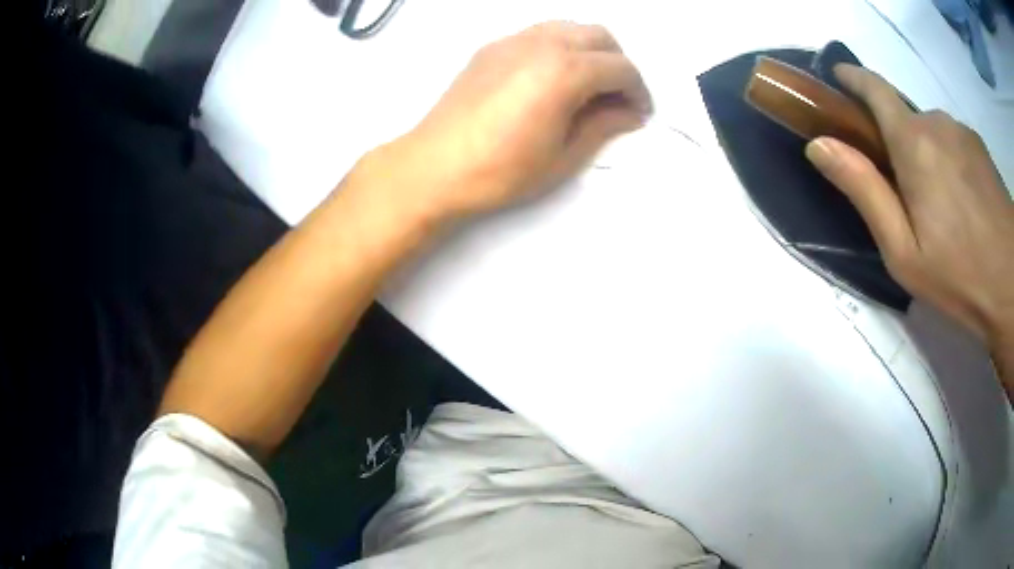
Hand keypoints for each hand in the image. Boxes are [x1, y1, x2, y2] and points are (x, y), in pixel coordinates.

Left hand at [363, 22, 650, 226]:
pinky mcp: (492, 47)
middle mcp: (542, 43)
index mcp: (565, 71)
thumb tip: (630, 112)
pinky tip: (551, 77)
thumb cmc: (501, 170)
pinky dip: (560, 46)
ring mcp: (513, 40)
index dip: (639, 91)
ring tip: (587, 85)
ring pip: (569, 27)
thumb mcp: (564, 157)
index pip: (621, 68)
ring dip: (590, 50)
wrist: (434, 166)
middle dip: (618, 64)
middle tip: (616, 98)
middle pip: (600, 36)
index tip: (639, 113)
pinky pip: (540, 33)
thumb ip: (604, 126)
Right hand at [805, 64, 1013, 342]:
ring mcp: (963, 133)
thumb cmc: (959, 275)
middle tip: (906, 193)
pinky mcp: (981, 149)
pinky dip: (949, 160)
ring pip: (933, 132)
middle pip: (906, 118)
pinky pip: (955, 142)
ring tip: (941, 207)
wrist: (1012, 287)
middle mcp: (937, 122)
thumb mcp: (903, 251)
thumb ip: (864, 190)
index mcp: (914, 142)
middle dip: (897, 140)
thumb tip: (819, 144)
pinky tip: (963, 203)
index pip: (875, 89)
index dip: (853, 78)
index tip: (839, 78)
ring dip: (926, 154)